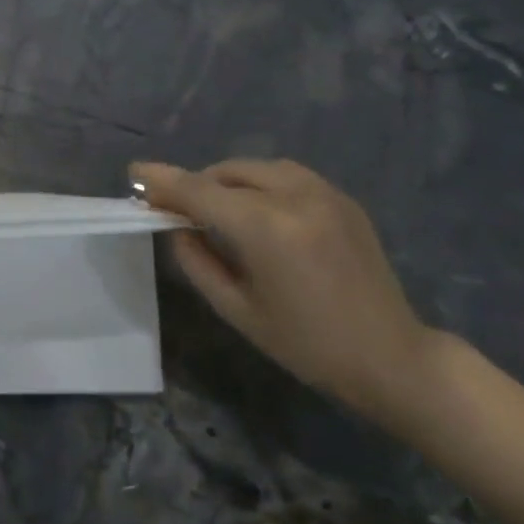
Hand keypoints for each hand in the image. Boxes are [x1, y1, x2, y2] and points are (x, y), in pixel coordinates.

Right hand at [133, 159, 439, 417]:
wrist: (389, 356)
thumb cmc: (306, 345)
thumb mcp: (237, 310)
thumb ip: (197, 262)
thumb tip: (175, 227)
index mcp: (268, 229)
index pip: (201, 192)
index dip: (164, 181)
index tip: (134, 172)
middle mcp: (297, 198)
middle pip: (229, 172)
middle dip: (196, 183)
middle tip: (174, 206)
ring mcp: (326, 193)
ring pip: (259, 167)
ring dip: (228, 180)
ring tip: (213, 207)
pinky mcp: (343, 199)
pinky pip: (288, 175)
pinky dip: (259, 183)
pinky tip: (255, 210)